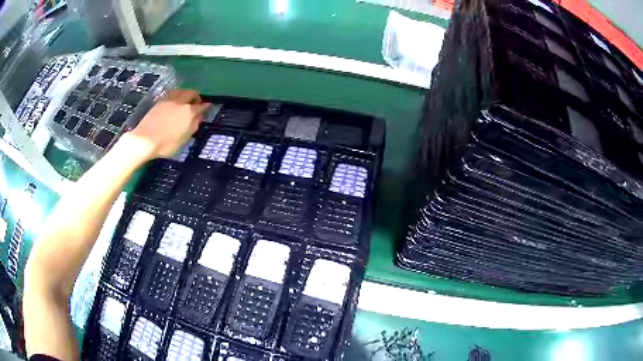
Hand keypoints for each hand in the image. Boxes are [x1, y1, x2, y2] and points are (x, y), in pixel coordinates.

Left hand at [124, 89, 209, 160]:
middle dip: (196, 96)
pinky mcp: (159, 102)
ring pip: (181, 90)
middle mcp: (180, 102)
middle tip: (196, 102)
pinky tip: (173, 102)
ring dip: (185, 93)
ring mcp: (169, 100)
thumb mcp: (183, 139)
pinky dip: (176, 95)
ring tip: (185, 100)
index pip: (201, 106)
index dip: (206, 106)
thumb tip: (199, 117)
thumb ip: (193, 126)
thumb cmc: (166, 144)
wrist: (144, 140)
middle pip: (191, 93)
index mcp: (189, 112)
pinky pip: (171, 94)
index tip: (208, 106)